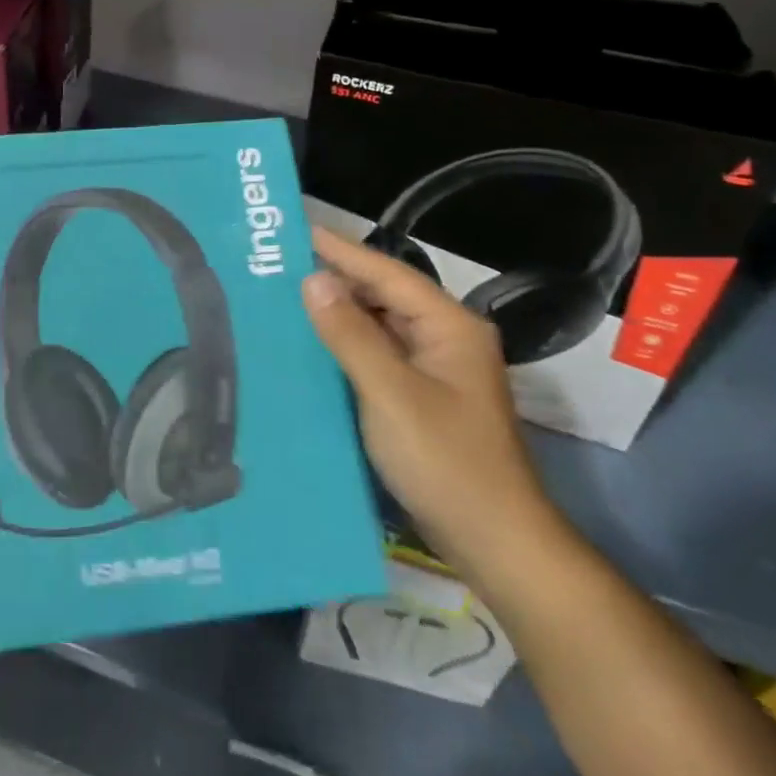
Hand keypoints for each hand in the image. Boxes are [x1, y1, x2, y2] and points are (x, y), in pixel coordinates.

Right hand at [304, 227, 553, 575]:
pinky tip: (312, 347)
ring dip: (339, 314)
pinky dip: (347, 346)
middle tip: (280, 266)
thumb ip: (350, 334)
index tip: (296, 230)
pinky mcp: (424, 397)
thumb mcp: (390, 393)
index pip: (387, 273)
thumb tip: (313, 279)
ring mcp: (437, 370)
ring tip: (286, 298)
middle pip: (384, 296)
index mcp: (449, 326)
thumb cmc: (446, 462)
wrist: (496, 545)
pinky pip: (379, 355)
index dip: (341, 250)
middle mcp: (446, 338)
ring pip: (380, 326)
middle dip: (336, 280)